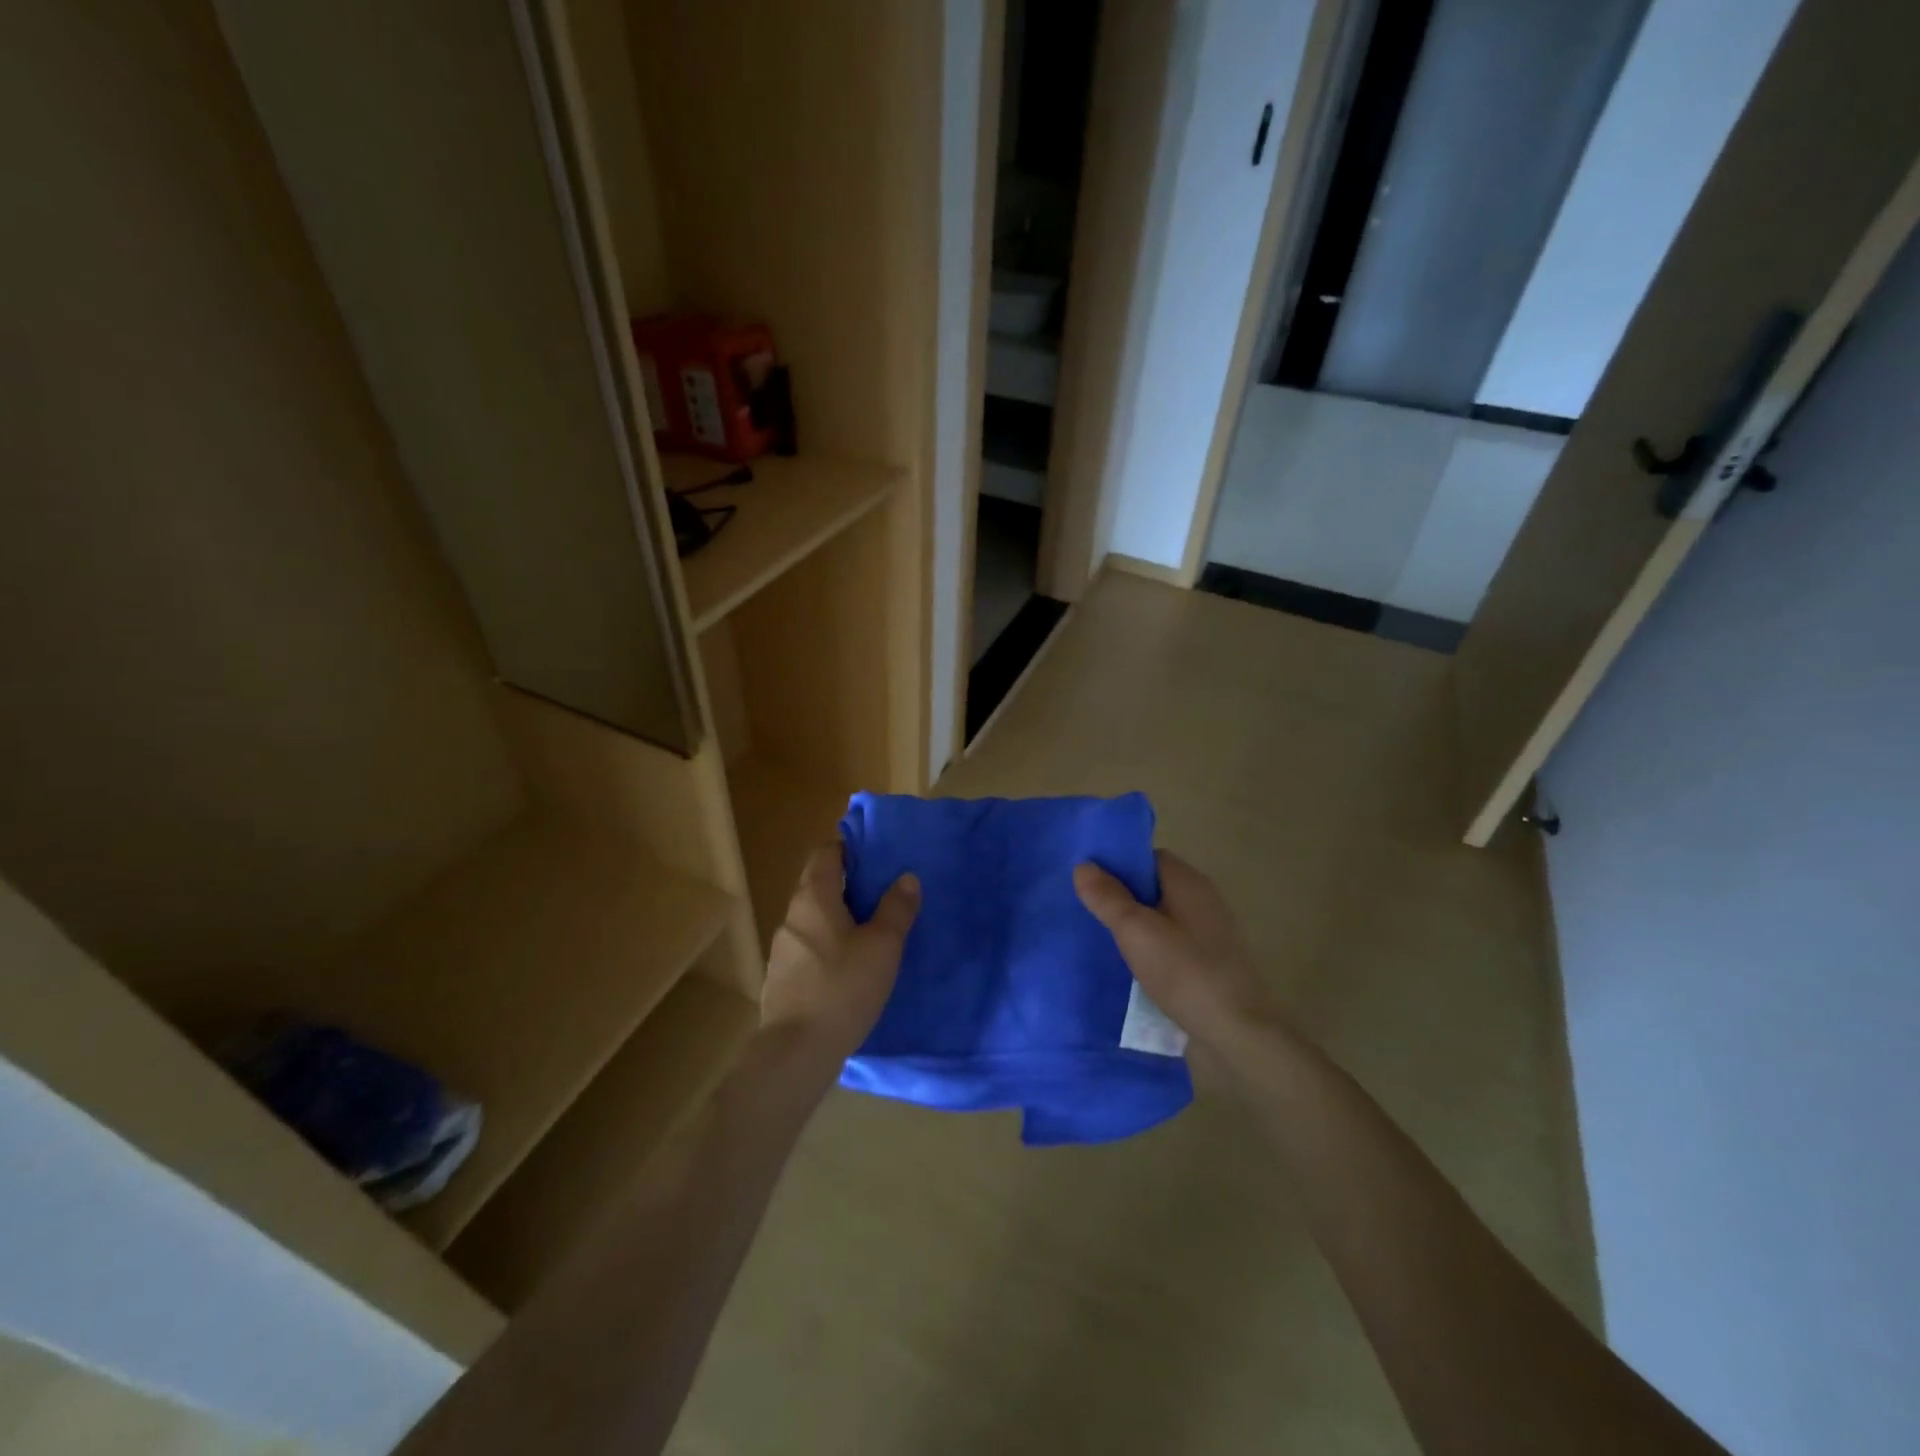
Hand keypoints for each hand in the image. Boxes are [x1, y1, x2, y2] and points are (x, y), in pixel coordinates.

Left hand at [760, 842, 919, 1070]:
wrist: (796, 1052)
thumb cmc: (843, 988)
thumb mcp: (883, 947)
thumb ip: (896, 909)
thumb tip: (906, 877)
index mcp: (814, 898)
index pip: (825, 854)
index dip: (849, 849)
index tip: (876, 857)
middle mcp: (792, 916)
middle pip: (819, 885)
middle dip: (849, 885)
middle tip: (883, 894)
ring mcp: (783, 949)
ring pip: (814, 920)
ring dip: (839, 919)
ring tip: (871, 933)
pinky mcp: (782, 979)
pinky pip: (809, 948)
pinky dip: (829, 946)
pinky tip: (850, 968)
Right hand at [1074, 850, 1279, 1052]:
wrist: (1237, 1034)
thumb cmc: (1185, 973)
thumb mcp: (1136, 932)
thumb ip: (1108, 898)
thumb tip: (1083, 865)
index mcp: (1189, 883)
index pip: (1148, 858)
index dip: (1118, 865)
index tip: (1088, 882)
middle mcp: (1203, 900)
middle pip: (1153, 887)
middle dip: (1121, 897)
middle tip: (1086, 911)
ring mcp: (1209, 933)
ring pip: (1160, 917)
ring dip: (1134, 926)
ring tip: (1100, 939)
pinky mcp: (1208, 962)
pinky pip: (1170, 943)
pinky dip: (1149, 948)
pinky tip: (1128, 966)